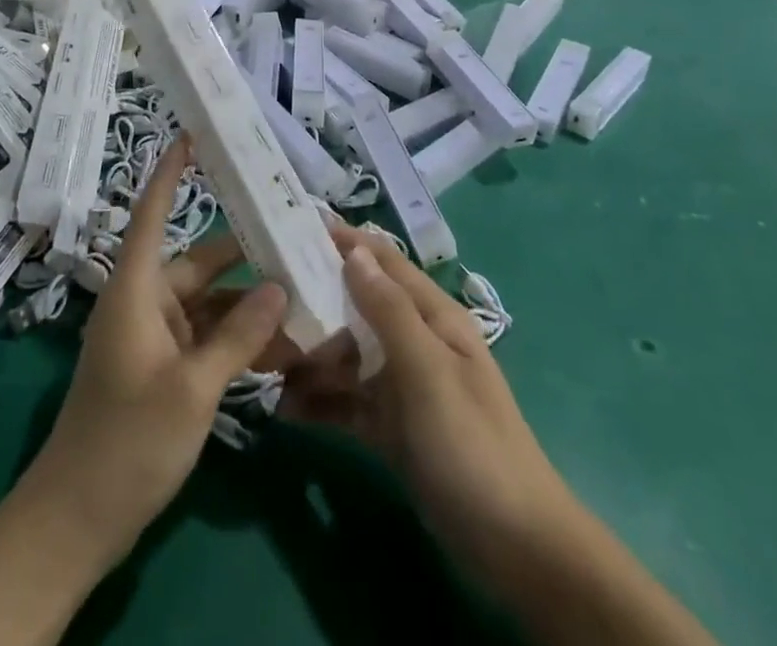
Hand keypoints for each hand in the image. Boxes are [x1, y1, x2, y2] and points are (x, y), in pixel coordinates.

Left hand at [24, 139, 288, 567]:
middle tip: (296, 237)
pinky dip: (239, 339)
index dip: (171, 172)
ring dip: (250, 305)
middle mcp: (146, 302)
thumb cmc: (127, 440)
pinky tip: (283, 346)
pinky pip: (208, 339)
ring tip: (304, 296)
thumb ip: (238, 336)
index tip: (193, 136)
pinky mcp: (165, 369)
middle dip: (246, 254)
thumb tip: (278, 287)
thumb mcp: (192, 388)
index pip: (153, 213)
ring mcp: (155, 338)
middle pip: (201, 262)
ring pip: (211, 304)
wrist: (77, 521)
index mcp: (137, 289)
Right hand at [279, 226, 568, 560]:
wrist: (515, 548)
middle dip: (313, 301)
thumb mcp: (428, 370)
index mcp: (432, 316)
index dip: (344, 242)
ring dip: (310, 355)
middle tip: (262, 302)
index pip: (383, 262)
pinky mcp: (391, 427)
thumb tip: (353, 251)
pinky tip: (283, 408)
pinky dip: (319, 401)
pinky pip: (347, 402)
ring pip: (347, 355)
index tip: (291, 228)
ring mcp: (402, 386)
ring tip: (262, 360)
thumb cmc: (471, 443)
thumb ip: (389, 310)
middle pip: (357, 306)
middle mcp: (415, 342)